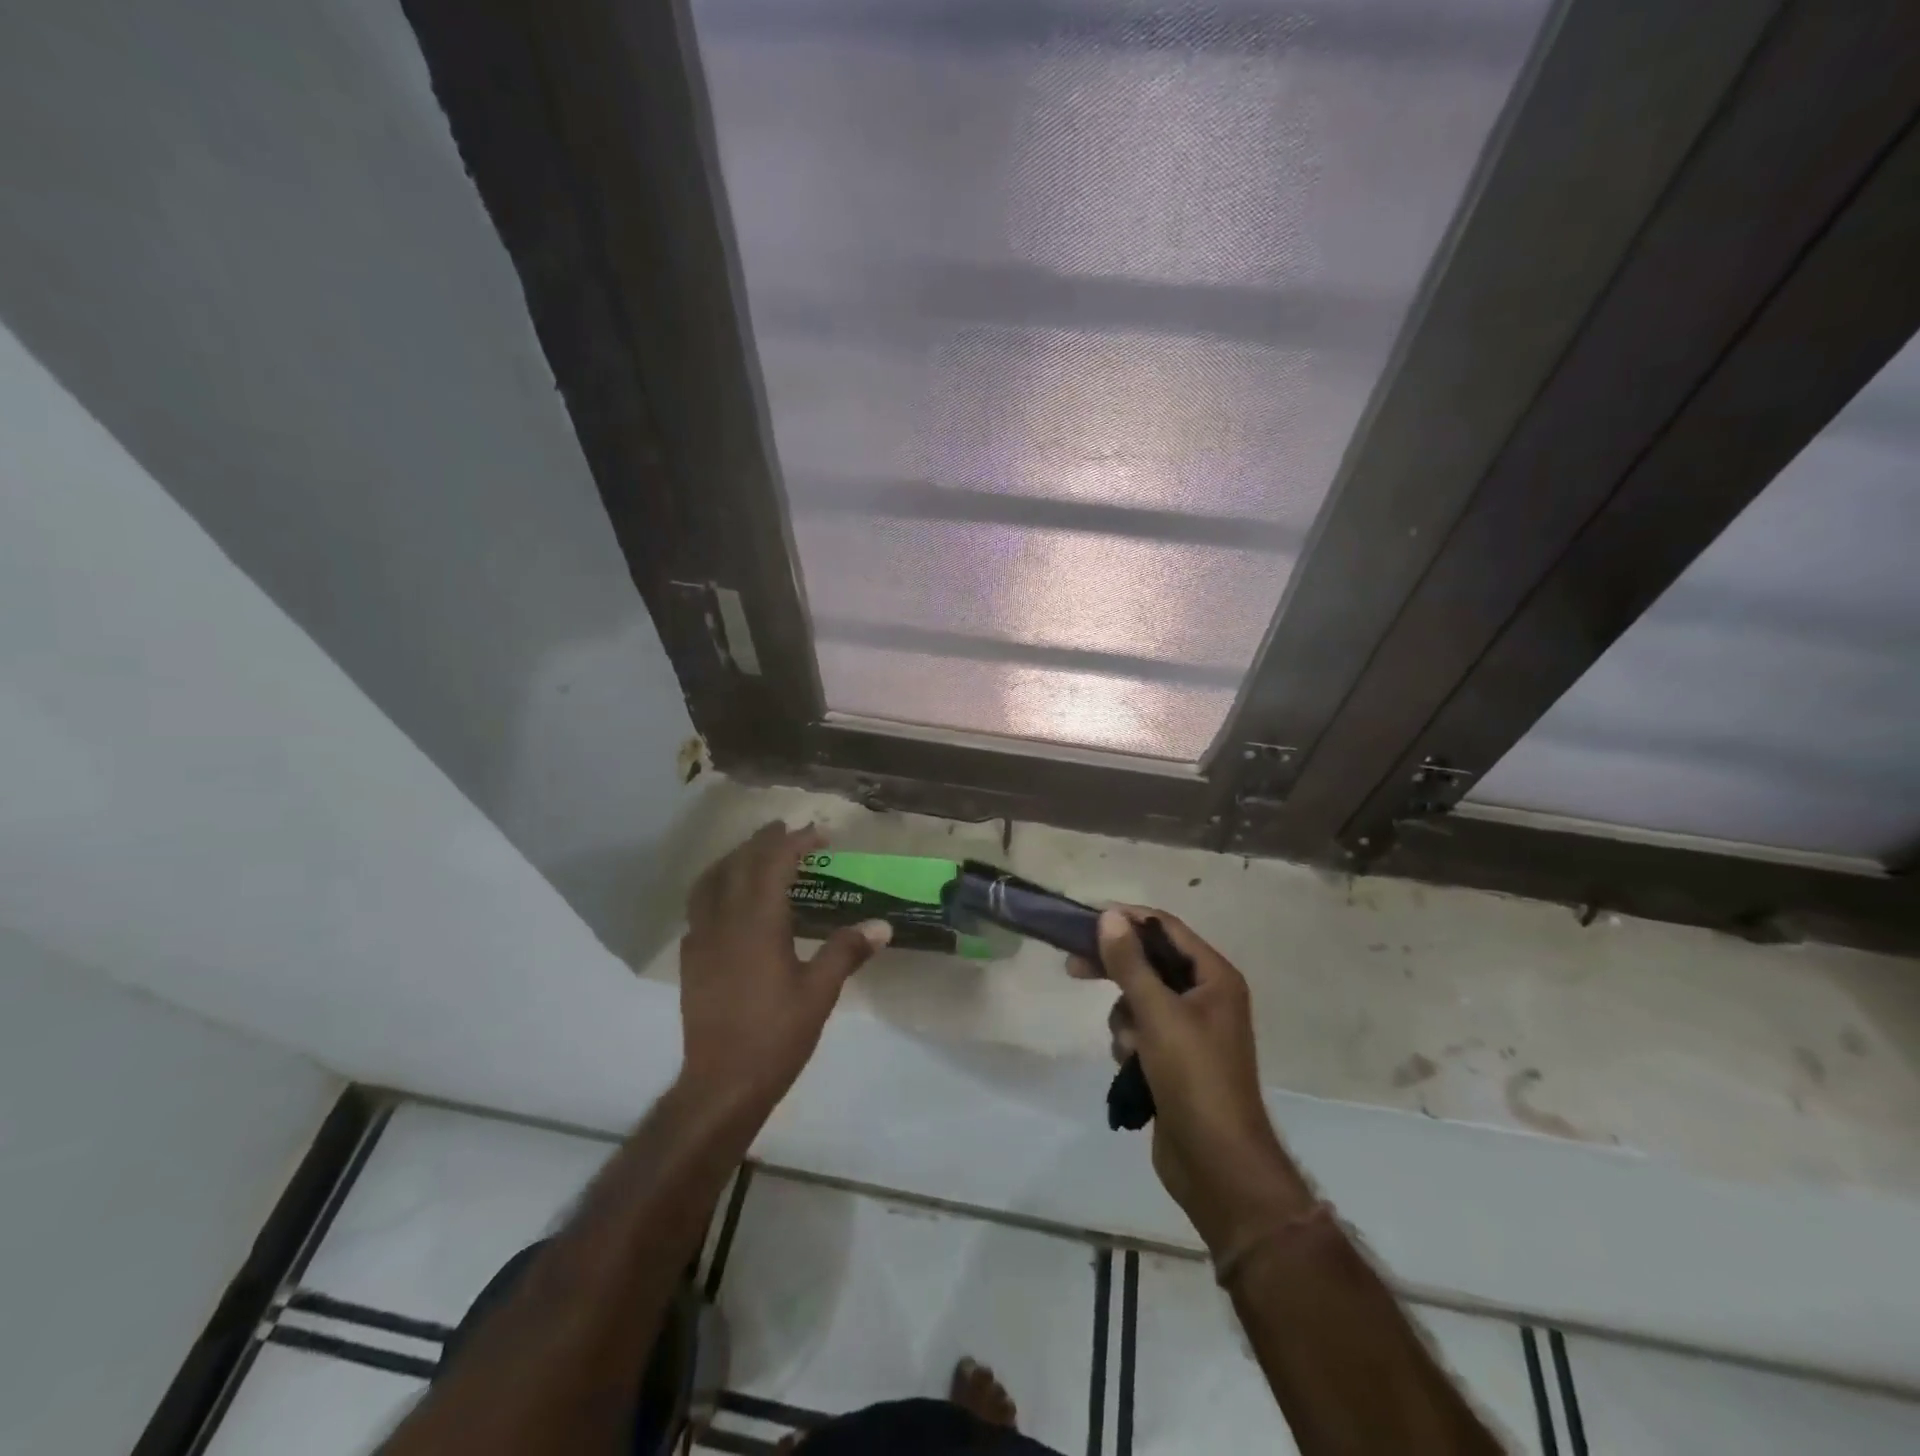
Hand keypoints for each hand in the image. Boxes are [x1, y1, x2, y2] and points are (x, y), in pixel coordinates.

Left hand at [678, 822, 889, 1114]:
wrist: (721, 1084)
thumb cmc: (775, 1036)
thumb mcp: (819, 993)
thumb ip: (847, 952)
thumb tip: (882, 926)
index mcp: (757, 923)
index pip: (773, 864)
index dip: (795, 843)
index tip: (817, 834)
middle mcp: (724, 921)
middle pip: (739, 864)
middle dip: (762, 842)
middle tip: (785, 830)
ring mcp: (701, 939)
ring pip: (710, 881)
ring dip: (733, 859)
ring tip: (753, 853)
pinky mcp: (690, 959)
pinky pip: (698, 906)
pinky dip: (715, 887)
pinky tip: (729, 901)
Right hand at [1071, 908, 1312, 1252]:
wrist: (1217, 1165)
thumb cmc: (1194, 1078)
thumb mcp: (1158, 1014)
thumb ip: (1130, 963)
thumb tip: (1109, 916)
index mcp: (1215, 977)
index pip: (1166, 928)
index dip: (1128, 919)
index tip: (1086, 920)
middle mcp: (1206, 996)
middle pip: (1150, 962)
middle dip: (1115, 967)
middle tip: (1073, 965)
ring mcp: (1191, 1029)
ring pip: (1140, 999)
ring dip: (1124, 1017)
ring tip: (1129, 1046)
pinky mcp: (1175, 1058)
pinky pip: (1141, 1030)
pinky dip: (1130, 1041)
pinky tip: (1131, 1066)